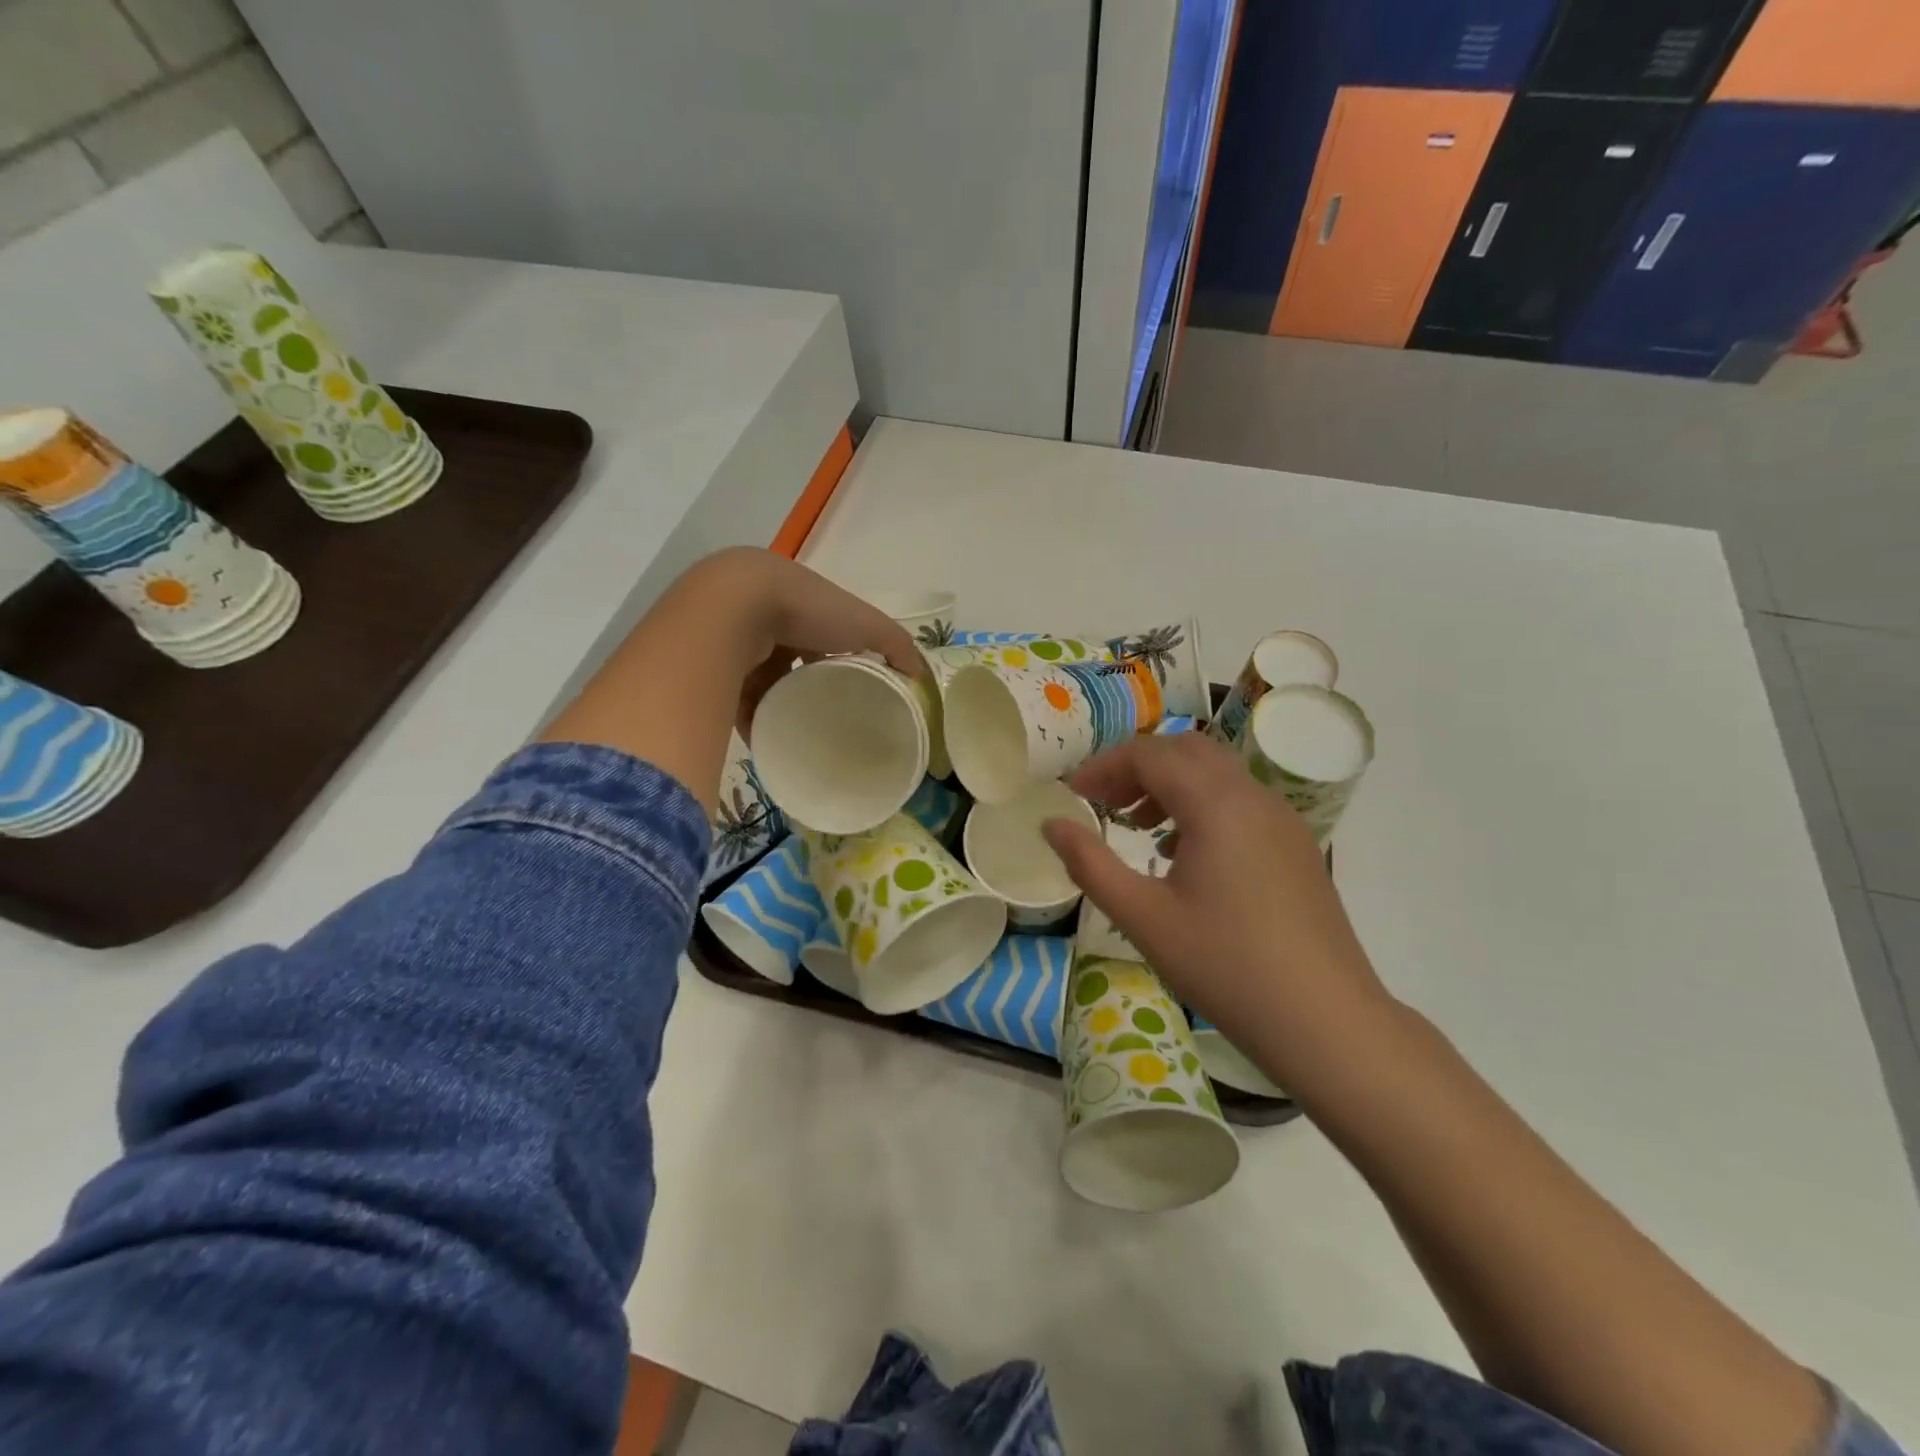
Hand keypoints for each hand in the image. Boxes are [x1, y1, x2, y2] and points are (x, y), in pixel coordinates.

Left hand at [541, 549, 925, 810]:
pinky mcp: (712, 664)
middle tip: (826, 719)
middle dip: (805, 686)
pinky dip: (751, 720)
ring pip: (761, 680)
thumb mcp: (867, 625)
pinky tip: (767, 741)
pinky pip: (735, 698)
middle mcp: (766, 616)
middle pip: (790, 659)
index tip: (854, 690)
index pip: (825, 632)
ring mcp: (735, 639)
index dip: (840, 657)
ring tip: (798, 737)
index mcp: (802, 601)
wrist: (733, 607)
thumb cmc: (807, 610)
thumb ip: (897, 647)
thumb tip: (921, 678)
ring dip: (778, 706)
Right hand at [1041, 733, 1396, 1093]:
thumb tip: (1051, 824)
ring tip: (1138, 825)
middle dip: (1138, 766)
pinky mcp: (1296, 845)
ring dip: (1171, 783)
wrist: (1326, 1021)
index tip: (1073, 795)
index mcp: (1216, 804)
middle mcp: (1253, 796)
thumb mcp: (1143, 917)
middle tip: (1103, 802)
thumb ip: (1089, 864)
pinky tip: (1184, 853)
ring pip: (1217, 773)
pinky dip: (1202, 804)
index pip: (1149, 755)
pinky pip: (1240, 800)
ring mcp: (1282, 819)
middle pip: (1186, 750)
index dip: (1104, 767)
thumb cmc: (1225, 966)